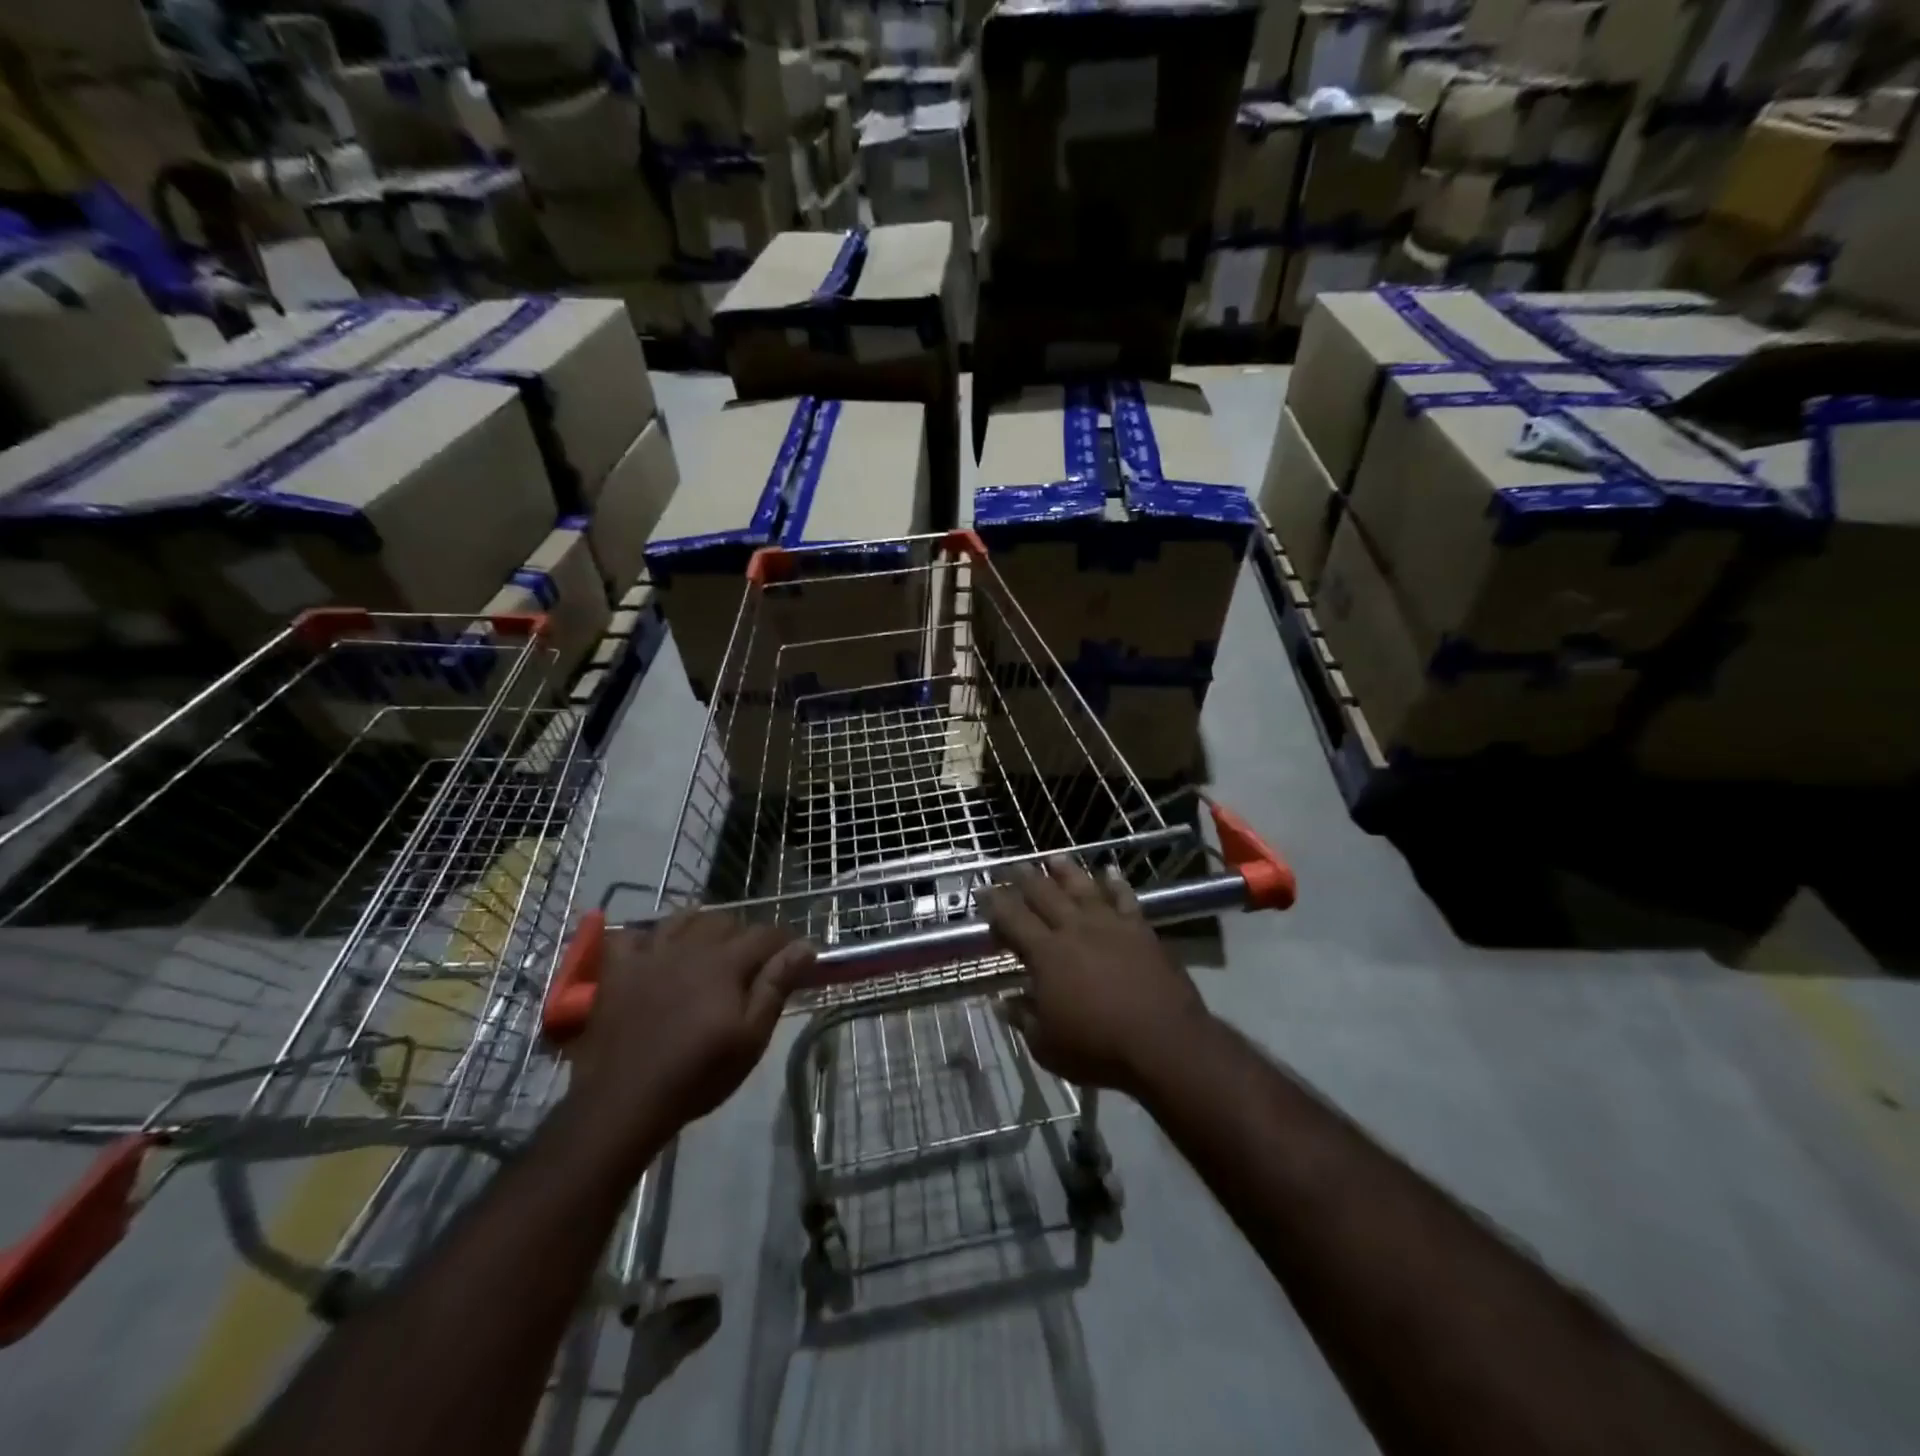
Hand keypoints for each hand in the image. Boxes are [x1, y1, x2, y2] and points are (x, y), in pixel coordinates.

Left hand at [568, 912, 814, 1143]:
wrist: (624, 1103)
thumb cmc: (697, 1074)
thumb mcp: (750, 1037)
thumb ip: (776, 986)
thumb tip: (805, 946)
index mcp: (725, 962)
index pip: (765, 934)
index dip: (784, 942)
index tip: (793, 958)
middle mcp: (690, 946)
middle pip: (725, 920)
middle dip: (744, 935)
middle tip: (750, 964)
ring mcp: (650, 954)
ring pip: (683, 919)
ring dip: (701, 927)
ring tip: (708, 949)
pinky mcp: (618, 970)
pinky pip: (631, 935)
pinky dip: (646, 938)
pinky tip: (653, 952)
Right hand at [982, 857, 1210, 1097]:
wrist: (1163, 1042)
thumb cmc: (1098, 1048)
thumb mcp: (1047, 1045)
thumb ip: (1023, 1018)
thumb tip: (1003, 1002)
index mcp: (1046, 954)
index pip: (1013, 919)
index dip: (995, 903)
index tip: (984, 891)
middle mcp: (1075, 929)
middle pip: (1044, 894)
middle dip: (1024, 878)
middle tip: (1011, 866)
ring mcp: (1110, 925)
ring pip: (1082, 887)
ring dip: (1065, 871)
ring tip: (1053, 857)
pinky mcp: (1140, 930)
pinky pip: (1125, 899)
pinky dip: (1116, 884)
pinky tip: (1110, 873)